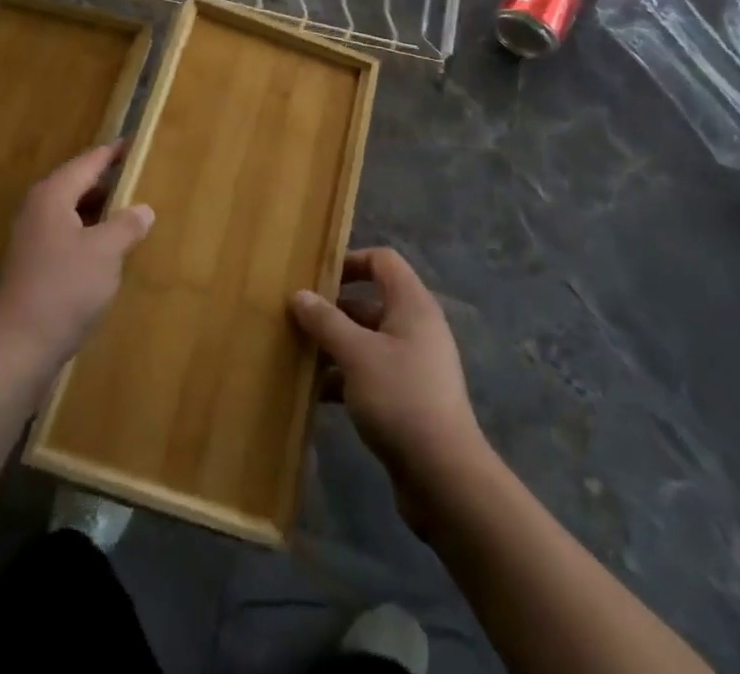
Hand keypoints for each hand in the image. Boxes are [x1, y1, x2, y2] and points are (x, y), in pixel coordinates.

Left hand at [0, 142, 154, 380]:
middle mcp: (38, 209)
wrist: (19, 347)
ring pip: (72, 212)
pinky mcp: (33, 265)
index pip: (88, 162)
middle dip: (108, 181)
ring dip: (99, 211)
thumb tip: (143, 209)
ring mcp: (32, 239)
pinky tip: (109, 250)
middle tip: (140, 178)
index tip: (136, 144)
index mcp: (53, 195)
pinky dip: (89, 234)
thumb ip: (126, 225)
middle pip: (77, 184)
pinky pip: (67, 235)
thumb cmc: (65, 288)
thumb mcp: (105, 252)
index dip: (113, 153)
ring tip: (131, 212)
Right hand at [291, 248, 488, 534]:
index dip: (350, 261)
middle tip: (295, 318)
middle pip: (370, 302)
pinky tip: (315, 394)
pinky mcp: (408, 400)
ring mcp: (413, 365)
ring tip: (296, 355)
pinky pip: (370, 374)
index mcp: (412, 305)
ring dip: (334, 346)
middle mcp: (416, 328)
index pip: (382, 261)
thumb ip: (325, 321)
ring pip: (367, 341)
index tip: (316, 277)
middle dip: (333, 309)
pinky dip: (344, 378)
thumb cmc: (400, 398)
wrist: (444, 478)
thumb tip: (299, 295)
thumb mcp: (355, 354)